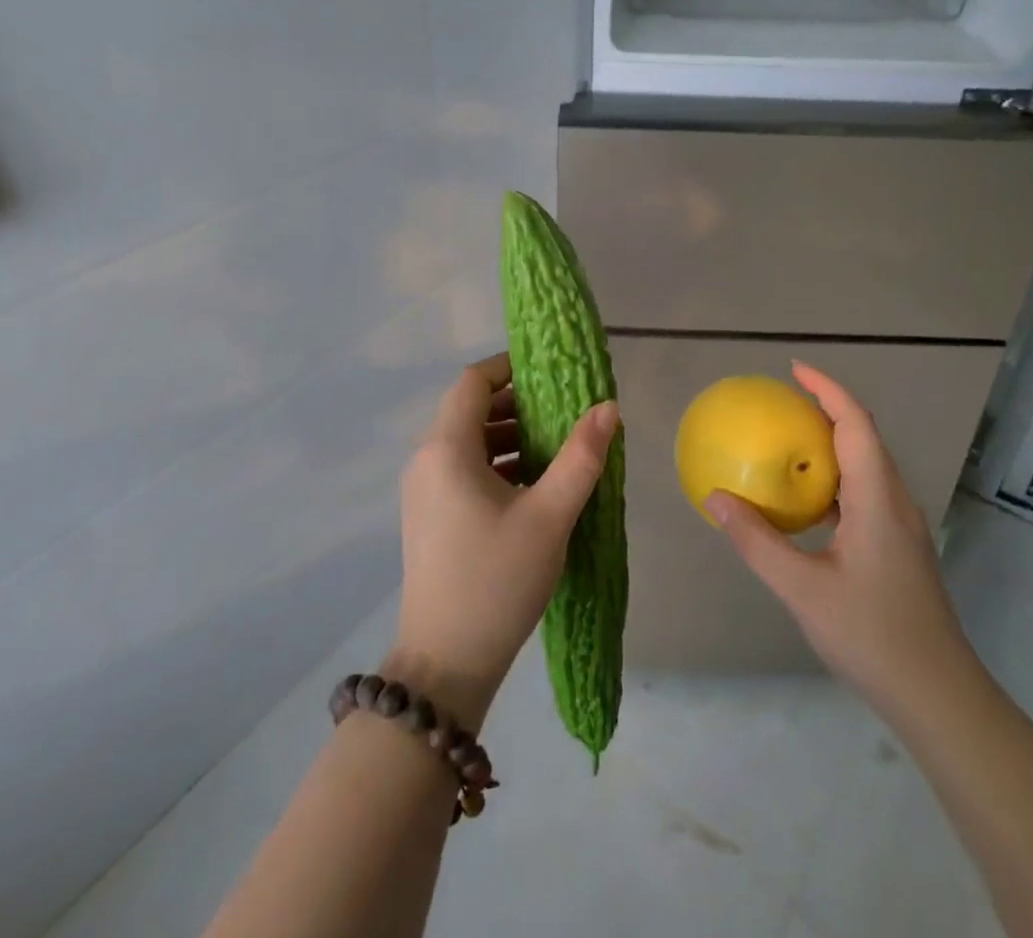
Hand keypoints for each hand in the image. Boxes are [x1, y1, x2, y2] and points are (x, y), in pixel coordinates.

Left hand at [390, 353, 617, 730]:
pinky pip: (463, 470)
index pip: (473, 382)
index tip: (550, 372)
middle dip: (518, 405)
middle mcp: (426, 461)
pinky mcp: (430, 517)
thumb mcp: (549, 516)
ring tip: (557, 449)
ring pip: (468, 442)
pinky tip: (534, 486)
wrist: (444, 665)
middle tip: (564, 412)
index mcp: (447, 449)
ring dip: (510, 437)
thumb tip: (608, 407)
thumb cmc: (497, 581)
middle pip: (471, 410)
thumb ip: (581, 457)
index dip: (509, 367)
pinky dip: (497, 464)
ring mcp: (424, 491)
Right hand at [706, 362, 979, 715]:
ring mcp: (901, 525)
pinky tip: (807, 501)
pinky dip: (835, 478)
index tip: (794, 370)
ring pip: (867, 465)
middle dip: (827, 409)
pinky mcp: (898, 546)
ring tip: (789, 441)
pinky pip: (865, 492)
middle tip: (782, 402)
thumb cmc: (872, 636)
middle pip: (864, 436)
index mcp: (877, 499)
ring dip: (832, 443)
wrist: (938, 696)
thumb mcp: (803, 589)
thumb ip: (758, 541)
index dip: (827, 389)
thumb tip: (716, 498)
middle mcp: (895, 501)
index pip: (855, 423)